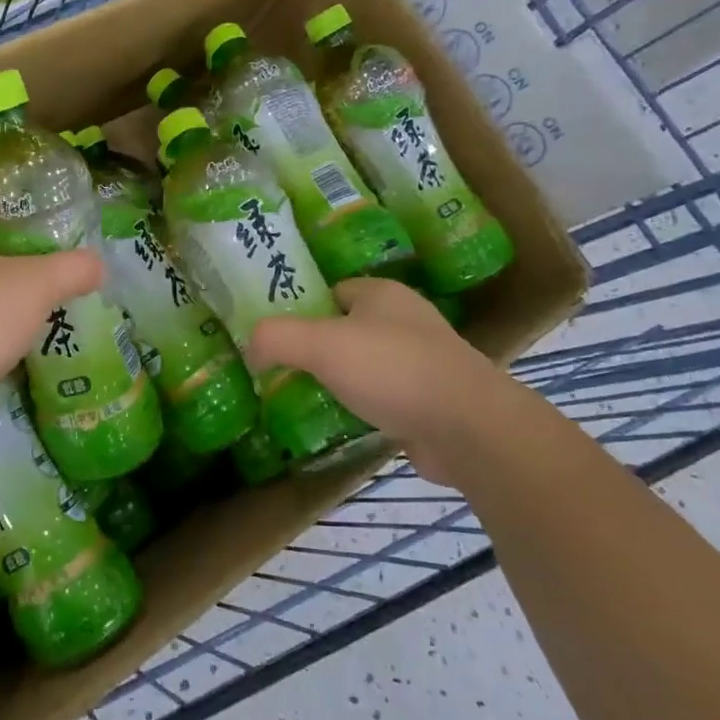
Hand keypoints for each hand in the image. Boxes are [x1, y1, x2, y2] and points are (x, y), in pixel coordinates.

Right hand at [245, 276, 523, 486]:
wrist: (468, 428)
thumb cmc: (393, 370)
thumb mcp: (321, 344)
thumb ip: (277, 337)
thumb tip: (251, 347)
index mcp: (382, 293)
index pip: (331, 291)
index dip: (300, 309)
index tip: (274, 336)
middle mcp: (405, 320)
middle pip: (346, 328)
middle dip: (316, 348)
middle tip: (282, 370)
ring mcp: (422, 361)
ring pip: (365, 364)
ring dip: (339, 379)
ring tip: (303, 397)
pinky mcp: (430, 401)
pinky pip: (383, 396)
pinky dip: (362, 407)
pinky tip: (341, 422)